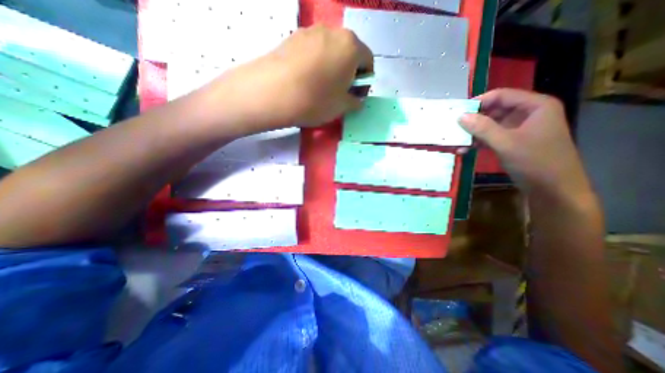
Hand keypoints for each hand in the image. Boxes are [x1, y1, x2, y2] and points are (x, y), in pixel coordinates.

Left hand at [196, 25, 372, 131]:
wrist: (273, 92)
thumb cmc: (316, 100)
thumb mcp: (341, 107)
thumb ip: (355, 102)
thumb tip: (356, 100)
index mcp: (351, 46)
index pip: (368, 61)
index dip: (365, 81)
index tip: (357, 95)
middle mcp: (333, 32)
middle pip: (349, 52)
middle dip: (349, 72)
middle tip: (341, 92)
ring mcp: (311, 31)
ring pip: (330, 50)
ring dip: (333, 67)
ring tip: (322, 87)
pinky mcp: (293, 37)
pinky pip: (313, 50)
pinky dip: (316, 63)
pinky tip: (306, 80)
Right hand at [461, 89, 595, 199]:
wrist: (554, 190)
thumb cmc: (535, 162)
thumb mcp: (506, 143)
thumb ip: (483, 128)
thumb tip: (460, 116)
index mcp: (536, 106)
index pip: (502, 95)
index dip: (479, 102)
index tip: (458, 112)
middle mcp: (529, 114)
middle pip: (495, 109)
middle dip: (474, 119)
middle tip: (455, 128)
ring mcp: (521, 129)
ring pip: (492, 124)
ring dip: (474, 133)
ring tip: (457, 141)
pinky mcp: (514, 142)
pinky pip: (493, 137)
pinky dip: (479, 142)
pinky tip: (465, 149)